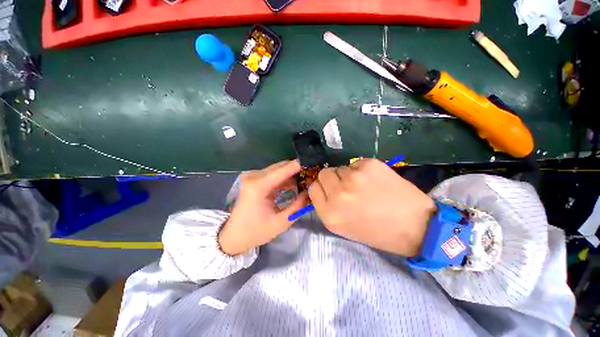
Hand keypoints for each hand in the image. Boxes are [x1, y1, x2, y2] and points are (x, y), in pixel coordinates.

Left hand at [218, 160, 308, 255]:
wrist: (233, 235)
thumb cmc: (255, 232)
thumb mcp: (281, 222)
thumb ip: (298, 206)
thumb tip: (310, 192)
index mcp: (259, 186)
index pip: (283, 169)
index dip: (299, 166)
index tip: (313, 165)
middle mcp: (254, 176)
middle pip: (281, 166)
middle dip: (297, 170)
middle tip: (312, 176)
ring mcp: (253, 176)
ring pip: (278, 169)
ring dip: (291, 174)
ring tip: (305, 181)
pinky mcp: (254, 179)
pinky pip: (273, 175)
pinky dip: (284, 179)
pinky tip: (294, 185)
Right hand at [309, 158, 435, 256]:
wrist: (415, 226)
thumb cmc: (377, 231)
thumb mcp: (343, 227)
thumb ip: (328, 206)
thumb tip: (323, 187)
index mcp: (329, 214)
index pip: (313, 188)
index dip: (322, 188)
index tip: (331, 191)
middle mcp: (338, 194)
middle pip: (323, 173)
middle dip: (333, 179)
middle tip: (347, 187)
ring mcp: (354, 178)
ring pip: (340, 167)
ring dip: (348, 175)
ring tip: (365, 186)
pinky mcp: (369, 165)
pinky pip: (356, 163)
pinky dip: (362, 170)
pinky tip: (375, 180)